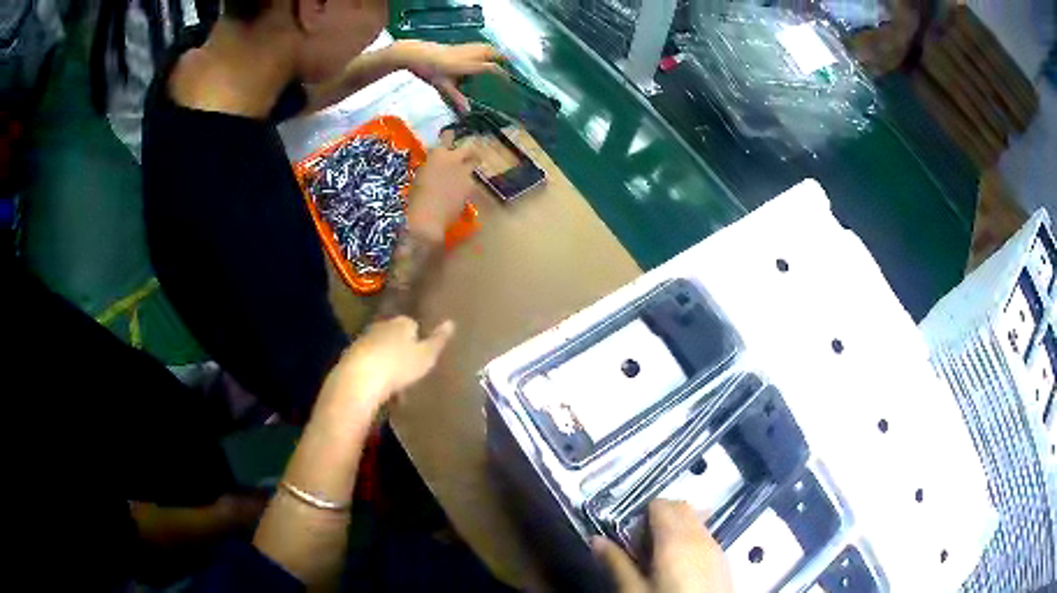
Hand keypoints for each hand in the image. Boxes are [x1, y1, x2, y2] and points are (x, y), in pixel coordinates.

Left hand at [320, 316, 454, 412]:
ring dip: (386, 362)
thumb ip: (438, 341)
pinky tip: (379, 389)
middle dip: (400, 350)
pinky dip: (374, 373)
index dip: (418, 339)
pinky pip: (368, 363)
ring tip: (395, 384)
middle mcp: (380, 326)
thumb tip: (451, 322)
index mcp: (401, 323)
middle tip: (410, 370)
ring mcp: (363, 341)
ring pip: (380, 350)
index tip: (422, 355)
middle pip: (394, 336)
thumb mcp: (426, 356)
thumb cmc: (398, 366)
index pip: (412, 324)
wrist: (359, 380)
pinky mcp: (350, 357)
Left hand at [395, 40, 505, 111]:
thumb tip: (467, 112)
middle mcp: (471, 55)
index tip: (508, 81)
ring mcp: (466, 48)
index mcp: (468, 65)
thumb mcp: (443, 86)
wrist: (417, 53)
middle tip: (510, 68)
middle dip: (503, 60)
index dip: (502, 75)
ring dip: (496, 53)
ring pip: (487, 47)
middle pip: (493, 54)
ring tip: (502, 59)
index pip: (492, 68)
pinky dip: (486, 49)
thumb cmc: (430, 70)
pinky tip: (485, 53)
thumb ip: (456, 98)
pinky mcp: (461, 45)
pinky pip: (479, 45)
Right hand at [406, 138, 480, 242]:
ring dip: (470, 167)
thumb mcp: (420, 176)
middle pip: (469, 148)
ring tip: (465, 175)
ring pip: (474, 164)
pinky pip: (472, 181)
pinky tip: (462, 192)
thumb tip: (436, 165)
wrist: (428, 217)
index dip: (450, 136)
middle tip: (468, 155)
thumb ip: (431, 167)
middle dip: (469, 151)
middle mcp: (454, 159)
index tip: (450, 136)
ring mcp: (465, 172)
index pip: (448, 136)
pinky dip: (468, 185)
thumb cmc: (416, 198)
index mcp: (438, 154)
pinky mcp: (471, 187)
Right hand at [592, 500, 732, 592]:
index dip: (641, 512)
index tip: (627, 530)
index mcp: (675, 540)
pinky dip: (690, 539)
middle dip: (660, 516)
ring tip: (656, 555)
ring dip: (676, 528)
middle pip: (681, 508)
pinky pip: (705, 537)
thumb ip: (617, 563)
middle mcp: (699, 536)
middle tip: (638, 541)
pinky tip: (677, 564)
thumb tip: (596, 540)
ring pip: (695, 521)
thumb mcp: (633, 591)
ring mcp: (716, 547)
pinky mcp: (723, 560)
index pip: (661, 505)